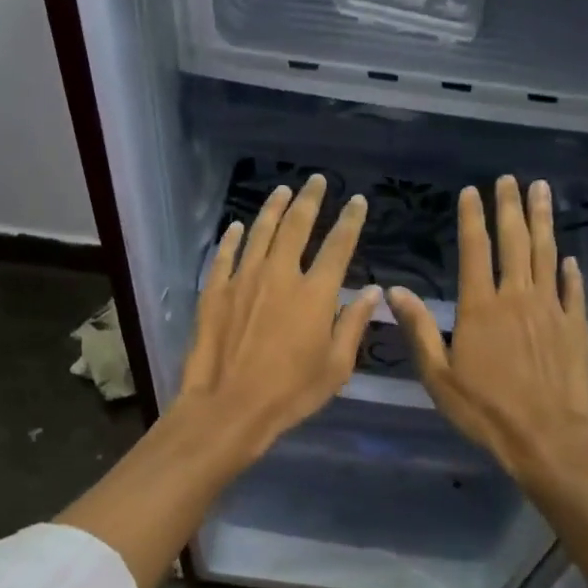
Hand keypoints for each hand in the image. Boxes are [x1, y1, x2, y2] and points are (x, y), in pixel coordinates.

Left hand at [175, 173, 379, 460]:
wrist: (229, 406)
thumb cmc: (291, 393)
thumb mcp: (336, 367)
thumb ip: (354, 324)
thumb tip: (372, 292)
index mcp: (316, 293)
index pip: (338, 246)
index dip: (351, 221)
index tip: (358, 201)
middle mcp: (280, 274)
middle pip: (296, 227)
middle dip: (310, 200)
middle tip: (317, 181)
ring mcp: (243, 279)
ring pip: (260, 232)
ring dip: (274, 208)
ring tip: (283, 191)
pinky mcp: (215, 291)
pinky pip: (225, 255)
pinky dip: (233, 238)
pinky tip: (238, 225)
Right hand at [388, 175, 587, 478]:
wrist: (546, 436)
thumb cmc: (485, 410)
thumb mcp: (438, 375)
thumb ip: (418, 329)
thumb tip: (394, 291)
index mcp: (480, 307)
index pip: (475, 250)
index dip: (472, 218)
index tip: (471, 191)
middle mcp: (517, 298)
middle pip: (515, 242)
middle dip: (510, 207)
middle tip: (510, 179)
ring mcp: (551, 310)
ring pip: (547, 255)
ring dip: (543, 221)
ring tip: (542, 191)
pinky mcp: (575, 328)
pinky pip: (573, 291)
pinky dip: (570, 271)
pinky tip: (570, 257)